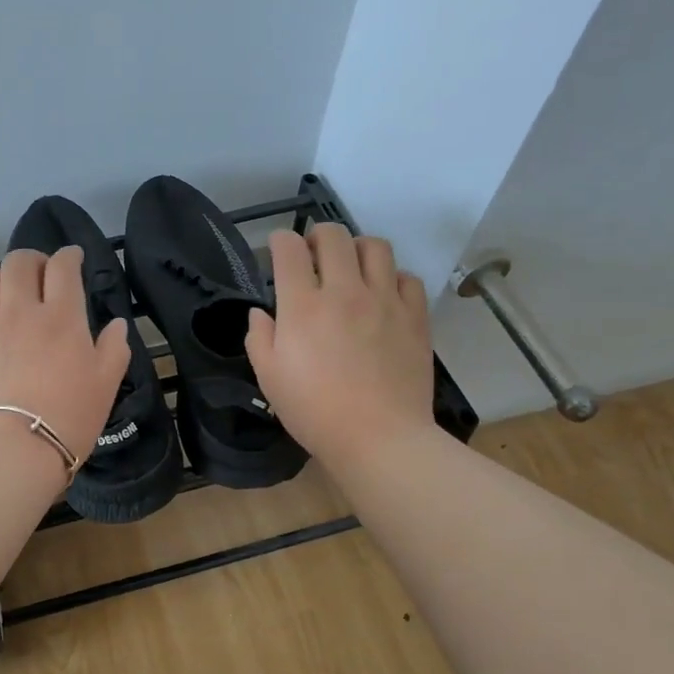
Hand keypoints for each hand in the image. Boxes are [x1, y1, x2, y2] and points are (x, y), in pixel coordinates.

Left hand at [0, 247, 131, 466]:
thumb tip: (117, 324)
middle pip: (19, 262)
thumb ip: (114, 349)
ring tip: (7, 296)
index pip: (63, 267)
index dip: (69, 256)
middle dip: (32, 259)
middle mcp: (19, 311)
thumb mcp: (105, 385)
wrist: (9, 451)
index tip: (73, 258)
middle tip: (40, 274)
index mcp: (61, 316)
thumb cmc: (67, 417)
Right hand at [245, 224, 435, 468]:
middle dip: (317, 236)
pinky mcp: (415, 316)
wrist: (379, 437)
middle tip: (313, 255)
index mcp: (303, 306)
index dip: (279, 242)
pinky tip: (384, 295)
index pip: (289, 249)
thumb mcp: (269, 378)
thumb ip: (258, 338)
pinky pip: (407, 278)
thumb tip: (261, 313)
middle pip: (333, 235)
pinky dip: (392, 278)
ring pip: (375, 247)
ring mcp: (384, 301)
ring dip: (357, 248)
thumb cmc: (315, 411)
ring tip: (351, 267)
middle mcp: (344, 291)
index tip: (278, 252)